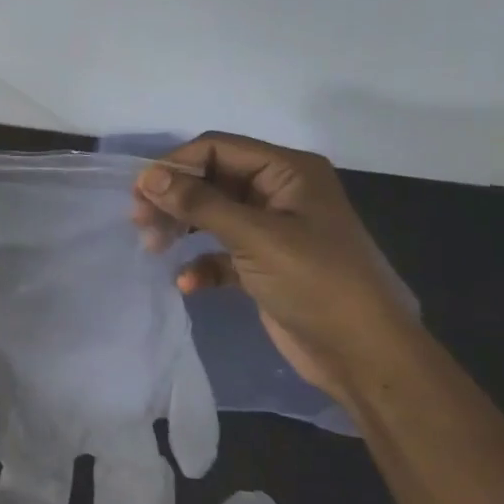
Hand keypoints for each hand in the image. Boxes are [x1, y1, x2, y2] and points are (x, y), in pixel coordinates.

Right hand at [132, 132, 416, 401]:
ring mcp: (272, 229)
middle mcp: (279, 192)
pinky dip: (201, 262)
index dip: (176, 165)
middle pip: (211, 179)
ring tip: (154, 248)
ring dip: (181, 228)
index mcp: (288, 172)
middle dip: (174, 198)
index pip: (218, 148)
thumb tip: (148, 176)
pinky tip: (188, 283)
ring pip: (211, 214)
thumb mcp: (255, 238)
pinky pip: (220, 251)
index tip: (140, 193)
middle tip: (140, 222)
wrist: (363, 355)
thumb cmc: (316, 283)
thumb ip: (199, 203)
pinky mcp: (264, 264)